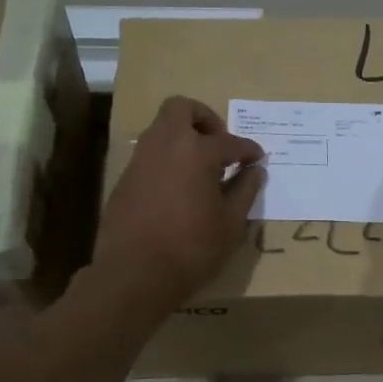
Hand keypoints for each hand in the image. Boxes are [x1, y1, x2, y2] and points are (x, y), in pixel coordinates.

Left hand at [96, 96, 265, 305]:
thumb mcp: (231, 223)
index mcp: (197, 151)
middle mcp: (166, 145)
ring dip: (182, 137)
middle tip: (219, 143)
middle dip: (204, 117)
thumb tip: (255, 171)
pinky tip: (178, 188)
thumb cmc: (192, 248)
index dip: (248, 150)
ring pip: (161, 129)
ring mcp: (141, 159)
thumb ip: (245, 191)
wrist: (134, 273)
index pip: (230, 142)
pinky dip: (167, 159)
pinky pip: (149, 154)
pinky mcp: (124, 179)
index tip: (258, 158)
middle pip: (181, 108)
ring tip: (201, 168)